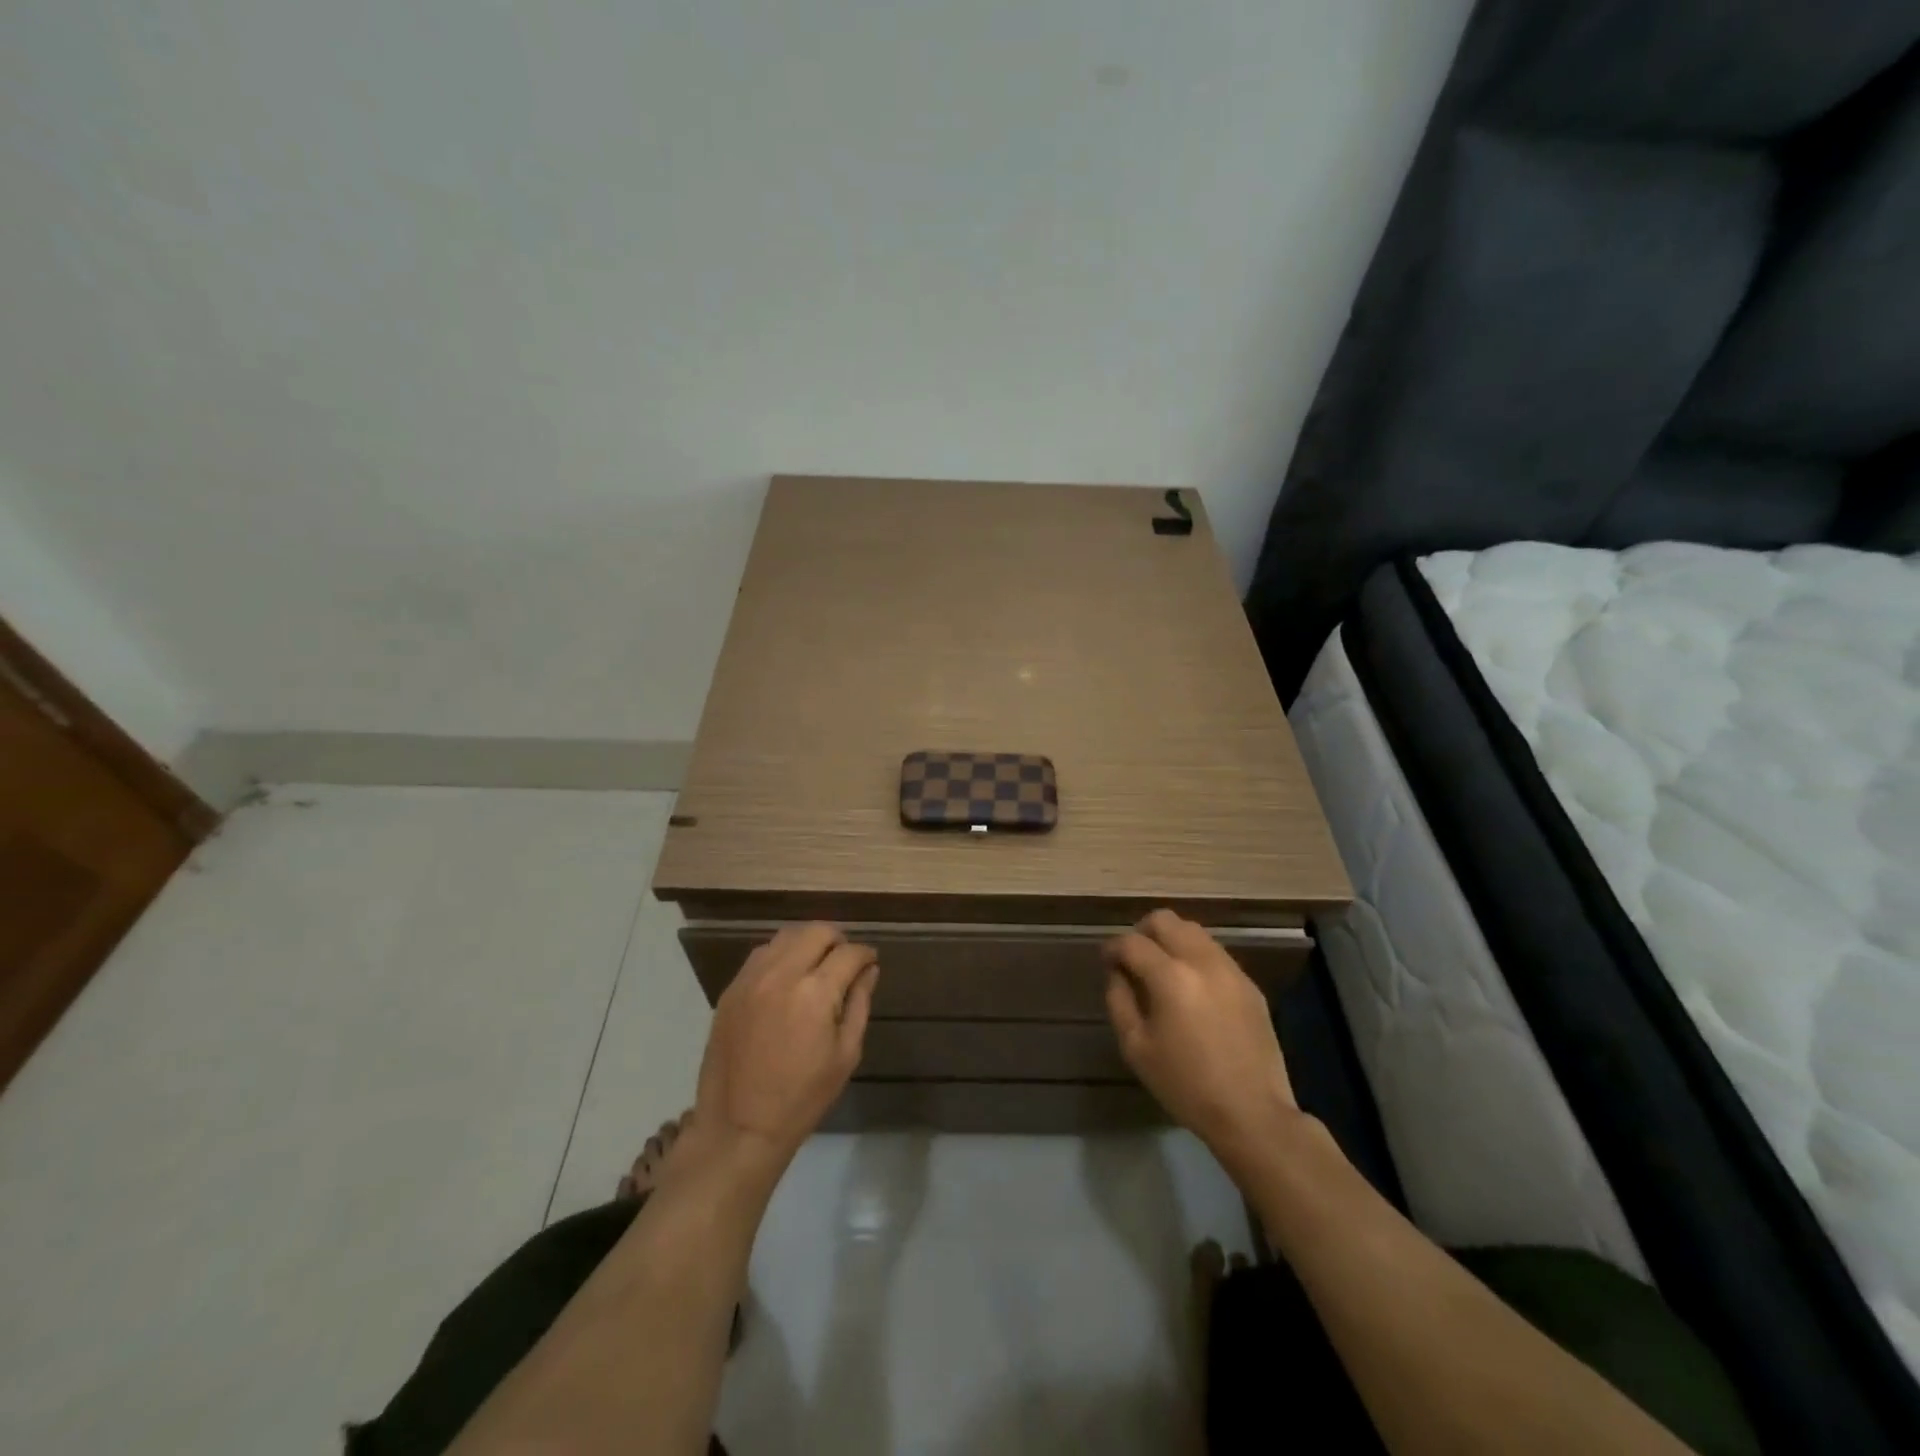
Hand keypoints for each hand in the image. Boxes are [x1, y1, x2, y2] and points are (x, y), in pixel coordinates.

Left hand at [693, 923, 878, 1165]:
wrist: (739, 1126)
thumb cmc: (802, 1097)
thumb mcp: (845, 1054)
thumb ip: (860, 1003)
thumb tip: (869, 970)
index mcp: (815, 992)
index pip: (849, 953)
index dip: (866, 954)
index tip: (870, 963)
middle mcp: (782, 974)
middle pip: (817, 931)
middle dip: (838, 940)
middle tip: (845, 961)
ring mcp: (751, 979)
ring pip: (786, 936)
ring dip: (808, 942)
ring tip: (817, 965)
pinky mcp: (731, 989)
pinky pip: (761, 954)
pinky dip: (781, 955)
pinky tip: (788, 977)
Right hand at [1104, 911, 1300, 1176]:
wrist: (1252, 1113)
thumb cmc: (1186, 1085)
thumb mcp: (1136, 1048)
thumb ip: (1119, 1001)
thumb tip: (1117, 973)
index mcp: (1171, 977)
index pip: (1132, 942)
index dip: (1112, 948)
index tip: (1106, 961)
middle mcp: (1202, 961)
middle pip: (1165, 920)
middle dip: (1142, 932)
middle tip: (1132, 958)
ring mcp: (1230, 970)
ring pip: (1193, 931)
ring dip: (1170, 940)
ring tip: (1161, 970)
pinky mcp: (1249, 984)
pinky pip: (1215, 953)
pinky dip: (1194, 956)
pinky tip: (1191, 987)